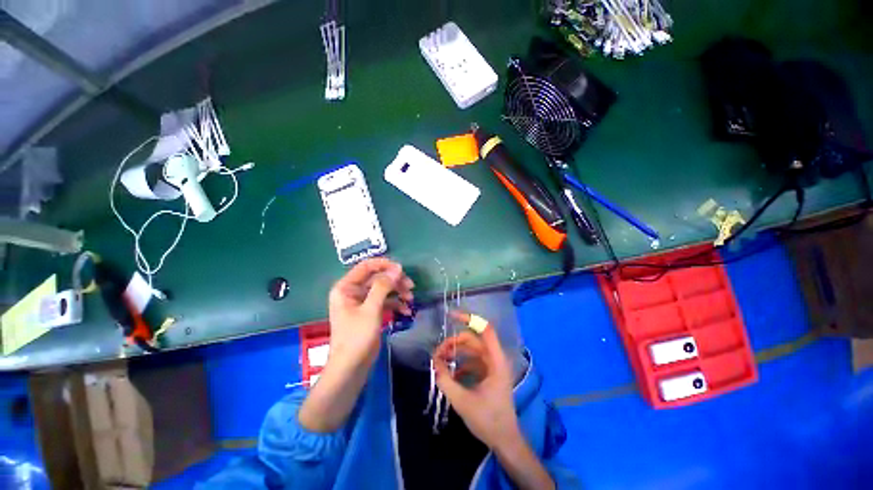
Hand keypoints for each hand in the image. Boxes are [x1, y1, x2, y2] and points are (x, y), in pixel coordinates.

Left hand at [299, 258, 413, 432]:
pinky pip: (384, 301)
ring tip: (411, 298)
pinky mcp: (370, 312)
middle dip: (394, 281)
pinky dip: (395, 303)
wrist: (351, 368)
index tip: (402, 269)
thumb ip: (383, 286)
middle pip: (377, 278)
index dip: (384, 265)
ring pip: (383, 289)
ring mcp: (362, 302)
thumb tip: (397, 268)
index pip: (366, 266)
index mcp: (346, 287)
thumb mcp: (371, 310)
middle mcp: (353, 291)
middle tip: (410, 286)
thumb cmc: (356, 337)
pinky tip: (406, 309)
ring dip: (397, 292)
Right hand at [434, 311, 555, 489]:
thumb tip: (434, 363)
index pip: (485, 330)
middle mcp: (495, 359)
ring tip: (440, 362)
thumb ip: (446, 380)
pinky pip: (472, 361)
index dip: (469, 319)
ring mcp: (492, 366)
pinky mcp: (488, 374)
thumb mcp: (463, 401)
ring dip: (455, 353)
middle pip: (473, 340)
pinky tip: (450, 374)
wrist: (505, 441)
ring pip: (471, 350)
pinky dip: (460, 364)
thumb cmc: (488, 420)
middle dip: (454, 343)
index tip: (451, 316)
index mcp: (496, 361)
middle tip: (437, 353)